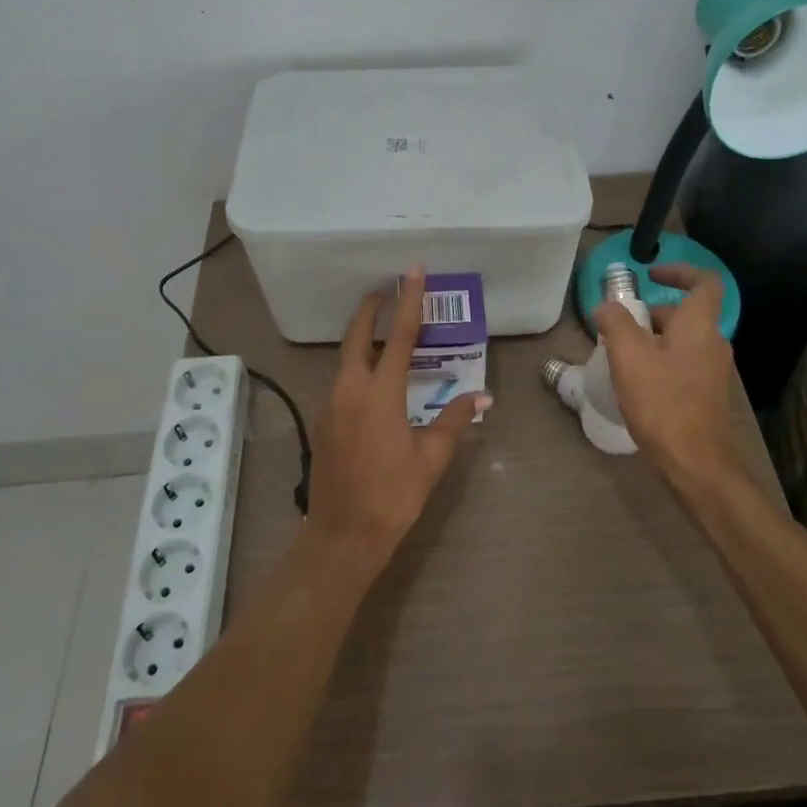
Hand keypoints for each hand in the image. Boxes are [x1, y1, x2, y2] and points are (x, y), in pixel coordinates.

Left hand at [311, 265, 490, 560]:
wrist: (343, 536)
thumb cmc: (393, 495)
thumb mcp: (431, 457)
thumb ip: (455, 420)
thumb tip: (483, 396)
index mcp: (380, 392)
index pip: (398, 335)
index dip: (409, 300)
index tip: (413, 271)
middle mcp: (350, 388)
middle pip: (357, 335)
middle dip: (371, 308)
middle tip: (387, 289)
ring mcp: (331, 403)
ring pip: (345, 356)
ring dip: (361, 335)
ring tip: (383, 328)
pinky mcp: (324, 419)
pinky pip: (341, 378)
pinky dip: (356, 363)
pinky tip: (372, 376)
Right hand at [593, 264, 742, 496]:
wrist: (696, 463)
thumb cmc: (662, 401)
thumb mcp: (628, 355)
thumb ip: (615, 321)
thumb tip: (606, 306)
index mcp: (700, 324)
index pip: (704, 281)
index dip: (679, 271)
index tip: (650, 276)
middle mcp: (713, 342)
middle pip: (686, 313)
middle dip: (652, 313)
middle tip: (620, 326)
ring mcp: (713, 371)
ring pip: (682, 340)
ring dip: (653, 339)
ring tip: (621, 355)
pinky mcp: (707, 395)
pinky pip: (683, 364)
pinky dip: (660, 362)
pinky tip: (636, 383)